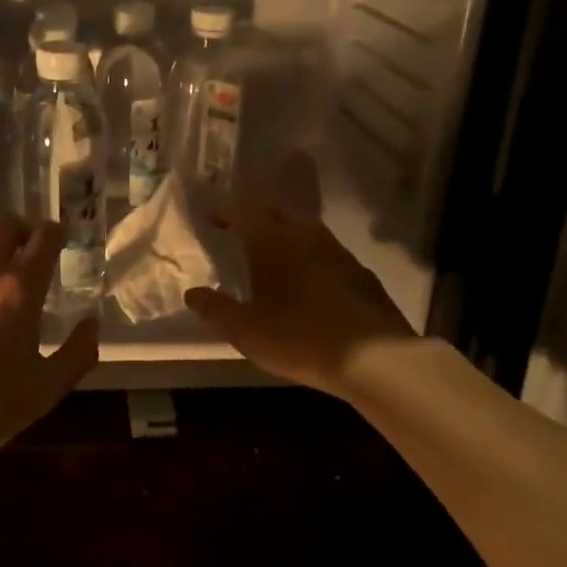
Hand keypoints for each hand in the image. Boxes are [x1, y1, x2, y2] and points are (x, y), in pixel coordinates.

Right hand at [185, 198, 415, 396]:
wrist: (374, 357)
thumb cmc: (298, 337)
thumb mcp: (246, 330)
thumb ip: (215, 309)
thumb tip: (192, 294)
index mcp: (271, 242)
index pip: (243, 210)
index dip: (226, 211)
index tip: (214, 220)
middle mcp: (304, 235)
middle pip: (276, 210)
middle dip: (256, 215)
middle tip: (241, 231)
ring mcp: (337, 251)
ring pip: (305, 228)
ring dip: (286, 232)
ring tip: (274, 252)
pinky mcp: (361, 272)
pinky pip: (328, 251)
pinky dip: (311, 254)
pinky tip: (311, 278)